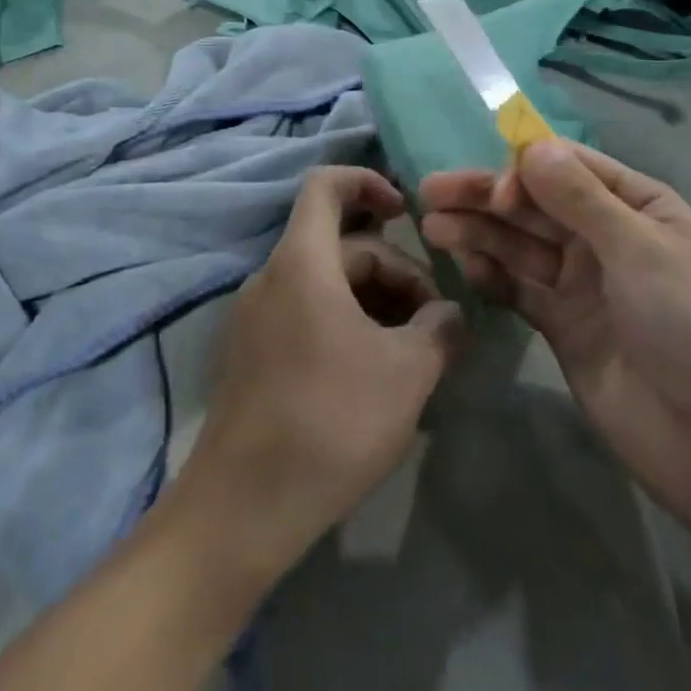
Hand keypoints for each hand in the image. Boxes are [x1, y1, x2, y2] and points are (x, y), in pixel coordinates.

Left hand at [180, 167, 464, 579]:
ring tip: (413, 352)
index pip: (326, 185)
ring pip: (326, 283)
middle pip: (340, 245)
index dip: (367, 181)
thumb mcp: (406, 374)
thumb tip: (449, 315)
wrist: (242, 509)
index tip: (406, 212)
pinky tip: (374, 374)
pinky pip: (305, 314)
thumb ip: (438, 330)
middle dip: (394, 271)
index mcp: (302, 261)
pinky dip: (345, 324)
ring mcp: (256, 317)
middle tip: (433, 323)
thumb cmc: (330, 422)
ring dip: (373, 302)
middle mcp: (272, 277)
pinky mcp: (251, 354)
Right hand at [420, 140, 690, 536]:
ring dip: (480, 232)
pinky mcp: (564, 327)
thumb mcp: (643, 250)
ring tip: (432, 226)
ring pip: (522, 245)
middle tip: (432, 191)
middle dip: (488, 196)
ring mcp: (584, 285)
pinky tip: (464, 265)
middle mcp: (608, 239)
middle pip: (538, 205)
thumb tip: (532, 146)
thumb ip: (581, 200)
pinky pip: (521, 290)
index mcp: (640, 208)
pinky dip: (493, 276)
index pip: (572, 168)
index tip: (497, 190)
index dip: (528, 169)